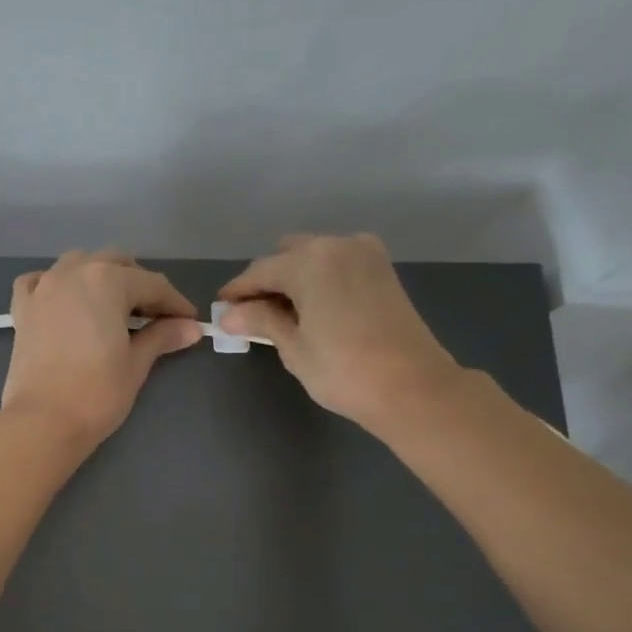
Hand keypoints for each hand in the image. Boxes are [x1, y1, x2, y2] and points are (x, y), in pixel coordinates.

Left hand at [1, 250, 201, 447]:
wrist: (43, 422)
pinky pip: (39, 282)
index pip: (152, 285)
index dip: (175, 303)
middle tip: (154, 316)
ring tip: (113, 307)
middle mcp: (73, 273)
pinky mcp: (22, 310)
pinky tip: (65, 302)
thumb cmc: (97, 393)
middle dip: (139, 284)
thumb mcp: (136, 363)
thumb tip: (191, 328)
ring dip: (100, 277)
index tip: (189, 321)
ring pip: (77, 264)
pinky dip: (55, 285)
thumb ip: (162, 337)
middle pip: (115, 264)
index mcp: (107, 281)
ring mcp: (43, 288)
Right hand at [218, 234, 463, 435]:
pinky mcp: (382, 268)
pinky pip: (337, 263)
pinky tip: (312, 307)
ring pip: (314, 256)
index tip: (221, 308)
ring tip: (281, 314)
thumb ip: (261, 320)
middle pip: (287, 255)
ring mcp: (364, 253)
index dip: (237, 291)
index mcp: (309, 261)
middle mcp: (336, 245)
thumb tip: (229, 315)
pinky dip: (319, 278)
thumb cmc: (343, 370)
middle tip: (251, 315)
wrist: (411, 386)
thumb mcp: (293, 347)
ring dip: (293, 278)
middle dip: (266, 281)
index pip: (260, 271)